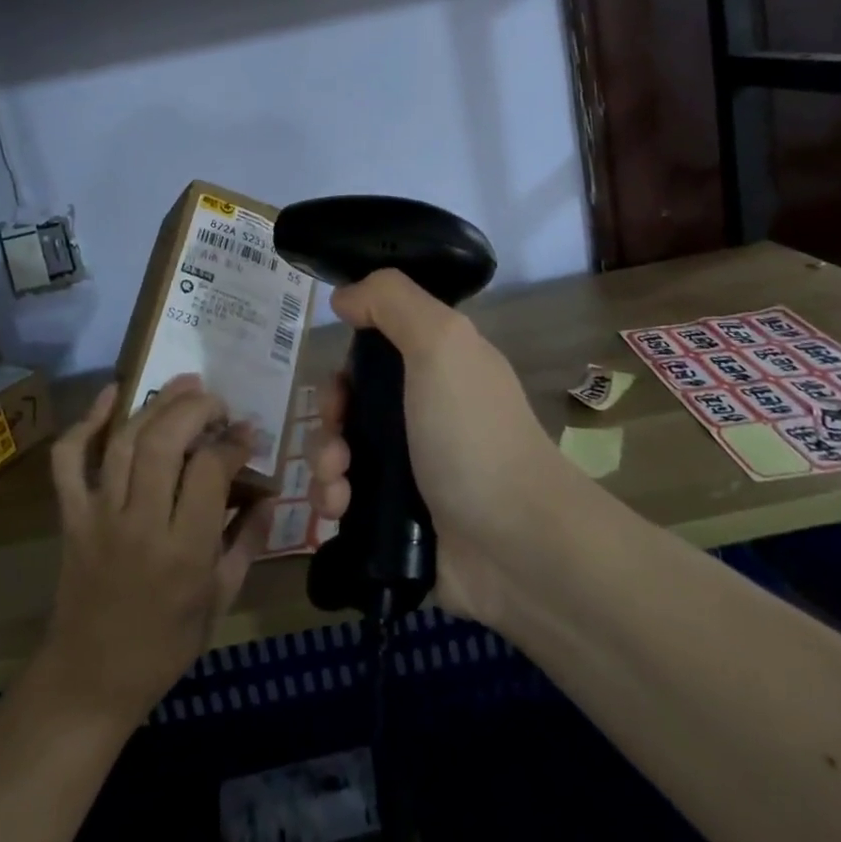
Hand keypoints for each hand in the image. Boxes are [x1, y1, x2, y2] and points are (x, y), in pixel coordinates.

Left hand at [39, 375, 274, 726]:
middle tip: (217, 401)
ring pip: (125, 441)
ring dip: (156, 403)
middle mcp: (140, 524)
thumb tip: (269, 493)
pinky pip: (69, 460)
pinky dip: (87, 422)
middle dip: (196, 408)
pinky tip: (112, 394)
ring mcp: (99, 516)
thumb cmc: (165, 644)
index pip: (210, 470)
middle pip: (165, 442)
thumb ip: (248, 540)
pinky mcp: (71, 516)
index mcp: (184, 552)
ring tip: (184, 382)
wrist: (90, 679)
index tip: (247, 433)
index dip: (233, 442)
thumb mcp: (221, 599)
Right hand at [305, 269, 563, 624]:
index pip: (376, 351)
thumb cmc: (473, 435)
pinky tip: (338, 509)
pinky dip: (332, 498)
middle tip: (337, 439)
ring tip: (336, 485)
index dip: (348, 361)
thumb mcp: (441, 343)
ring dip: (323, 462)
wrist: (517, 545)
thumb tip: (345, 296)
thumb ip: (392, 301)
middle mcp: (424, 412)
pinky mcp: (397, 516)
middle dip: (329, 418)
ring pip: (342, 450)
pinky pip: (346, 496)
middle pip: (353, 402)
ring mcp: (412, 467)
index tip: (340, 381)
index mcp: (438, 368)